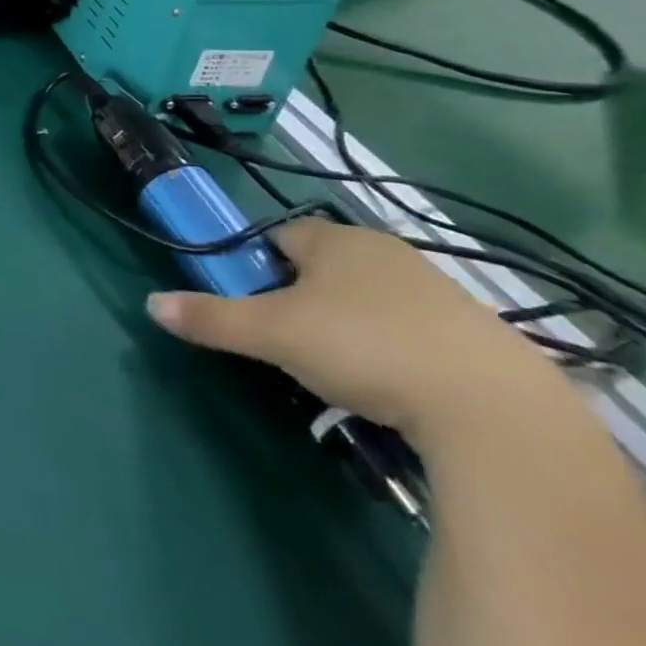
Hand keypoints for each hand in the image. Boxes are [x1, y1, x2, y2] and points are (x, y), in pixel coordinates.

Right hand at [146, 219, 561, 442]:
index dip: (260, 266)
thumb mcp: (272, 334)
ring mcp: (441, 292)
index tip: (256, 304)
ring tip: (344, 371)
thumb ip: (211, 318)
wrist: (495, 410)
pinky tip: (397, 388)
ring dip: (353, 324)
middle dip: (305, 296)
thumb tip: (150, 304)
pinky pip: (418, 331)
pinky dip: (399, 350)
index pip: (281, 235)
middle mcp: (388, 252)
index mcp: (336, 240)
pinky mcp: (482, 336)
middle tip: (292, 340)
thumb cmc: (363, 348)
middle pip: (327, 266)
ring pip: (373, 298)